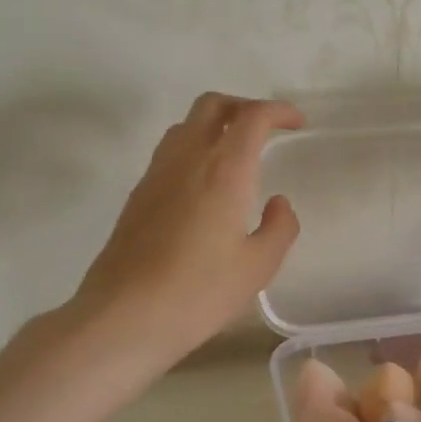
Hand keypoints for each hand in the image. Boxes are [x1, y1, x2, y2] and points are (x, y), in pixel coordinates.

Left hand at [69, 93, 303, 363]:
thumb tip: (278, 203)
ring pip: (185, 125)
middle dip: (243, 106)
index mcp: (224, 169)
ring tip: (235, 153)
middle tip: (266, 129)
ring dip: (214, 125)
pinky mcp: (137, 195)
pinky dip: (194, 149)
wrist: (125, 316)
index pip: (252, 116)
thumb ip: (280, 227)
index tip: (296, 123)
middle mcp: (187, 158)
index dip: (278, 111)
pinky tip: (205, 186)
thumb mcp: (258, 266)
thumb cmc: (199, 292)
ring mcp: (156, 174)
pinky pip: (169, 152)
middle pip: (212, 105)